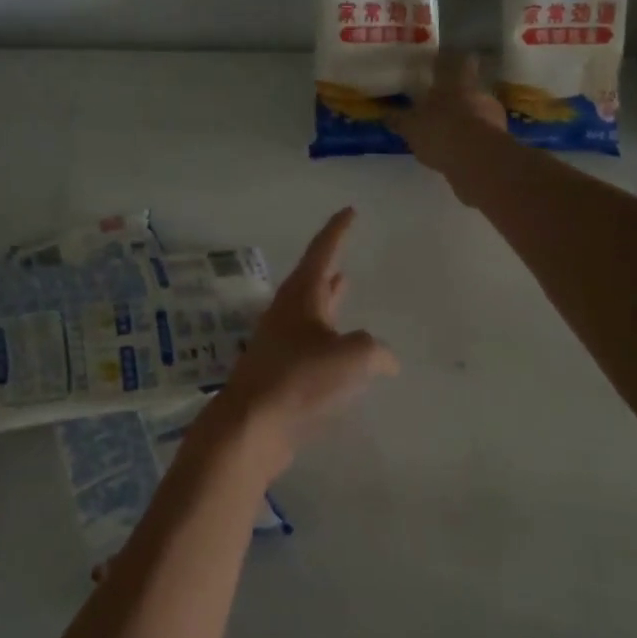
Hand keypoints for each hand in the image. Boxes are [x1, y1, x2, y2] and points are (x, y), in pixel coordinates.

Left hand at [203, 208, 396, 480]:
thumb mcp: (353, 357)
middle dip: (330, 265)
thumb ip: (375, 350)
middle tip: (344, 249)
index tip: (350, 211)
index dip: (338, 230)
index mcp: (301, 296)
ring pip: (311, 311)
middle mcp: (288, 313)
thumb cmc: (300, 379)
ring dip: (329, 299)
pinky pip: (310, 344)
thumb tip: (384, 359)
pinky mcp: (280, 371)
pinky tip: (343, 352)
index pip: (323, 251)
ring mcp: (281, 342)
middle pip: (312, 279)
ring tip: (346, 287)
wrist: (252, 426)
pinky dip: (329, 337)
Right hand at [390, 54, 506, 185]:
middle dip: (456, 96)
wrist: (478, 161)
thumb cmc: (440, 132)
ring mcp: (493, 115)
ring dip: (466, 120)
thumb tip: (385, 114)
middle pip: (469, 88)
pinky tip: (459, 152)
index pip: (459, 61)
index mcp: (456, 82)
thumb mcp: (411, 127)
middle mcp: (478, 93)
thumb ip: (399, 120)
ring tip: (449, 134)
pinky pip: (483, 135)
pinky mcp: (500, 139)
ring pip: (477, 112)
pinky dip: (472, 140)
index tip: (442, 64)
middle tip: (441, 106)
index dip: (451, 61)